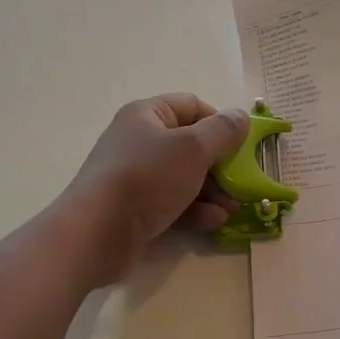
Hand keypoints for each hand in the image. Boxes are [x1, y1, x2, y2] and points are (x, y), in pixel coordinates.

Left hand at [63, 94, 249, 283]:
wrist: (97, 232)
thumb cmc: (146, 177)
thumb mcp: (193, 148)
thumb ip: (222, 132)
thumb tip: (240, 117)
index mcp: (148, 115)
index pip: (192, 106)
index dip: (220, 123)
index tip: (242, 146)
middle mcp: (140, 141)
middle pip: (191, 146)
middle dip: (221, 166)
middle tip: (242, 184)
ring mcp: (137, 177)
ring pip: (185, 178)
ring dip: (214, 192)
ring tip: (233, 209)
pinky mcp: (136, 209)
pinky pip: (173, 203)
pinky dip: (196, 211)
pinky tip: (214, 223)